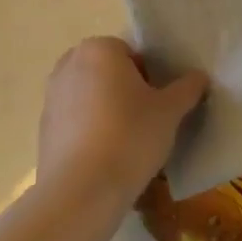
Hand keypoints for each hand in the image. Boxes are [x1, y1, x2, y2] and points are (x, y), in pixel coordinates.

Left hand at [37, 37, 206, 207]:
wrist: (81, 192)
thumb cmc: (130, 136)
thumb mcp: (170, 111)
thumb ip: (187, 88)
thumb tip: (199, 77)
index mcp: (99, 48)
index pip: (133, 55)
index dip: (150, 79)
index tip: (158, 105)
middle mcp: (69, 64)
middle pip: (109, 73)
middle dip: (126, 92)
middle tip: (146, 122)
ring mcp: (51, 96)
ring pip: (91, 96)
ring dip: (107, 111)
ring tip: (126, 143)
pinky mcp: (43, 128)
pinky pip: (75, 121)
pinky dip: (90, 132)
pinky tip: (104, 158)